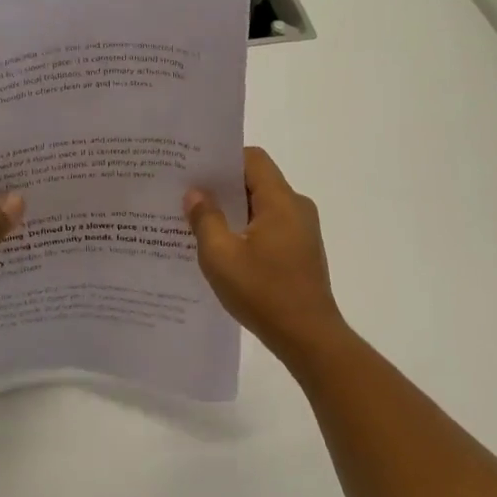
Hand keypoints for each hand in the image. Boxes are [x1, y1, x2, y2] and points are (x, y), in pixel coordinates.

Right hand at [184, 147, 348, 359]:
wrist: (309, 338)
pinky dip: (246, 228)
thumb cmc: (264, 293)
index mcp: (280, 201)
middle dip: (222, 186)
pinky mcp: (301, 250)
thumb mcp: (221, 256)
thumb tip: (195, 193)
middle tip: (187, 194)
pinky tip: (222, 247)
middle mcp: (296, 207)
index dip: (222, 159)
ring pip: (261, 205)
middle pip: (256, 180)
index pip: (252, 158)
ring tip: (197, 221)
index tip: (194, 169)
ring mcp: (302, 230)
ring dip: (232, 210)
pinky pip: (269, 225)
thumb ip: (205, 219)